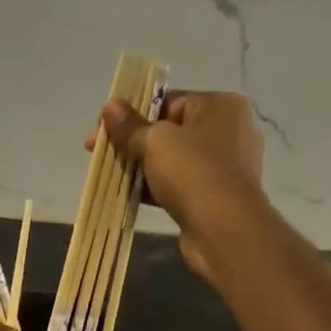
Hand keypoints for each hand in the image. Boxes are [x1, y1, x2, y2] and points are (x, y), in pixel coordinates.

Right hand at [88, 89, 267, 285]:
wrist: (225, 229)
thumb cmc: (193, 173)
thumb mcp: (155, 142)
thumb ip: (130, 125)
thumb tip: (110, 105)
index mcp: (220, 105)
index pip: (168, 101)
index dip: (131, 114)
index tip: (102, 131)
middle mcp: (229, 130)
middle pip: (170, 131)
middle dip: (134, 143)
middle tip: (102, 155)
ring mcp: (225, 166)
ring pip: (174, 160)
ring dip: (144, 168)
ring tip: (114, 177)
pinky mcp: (217, 195)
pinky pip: (180, 184)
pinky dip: (158, 188)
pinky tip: (132, 196)